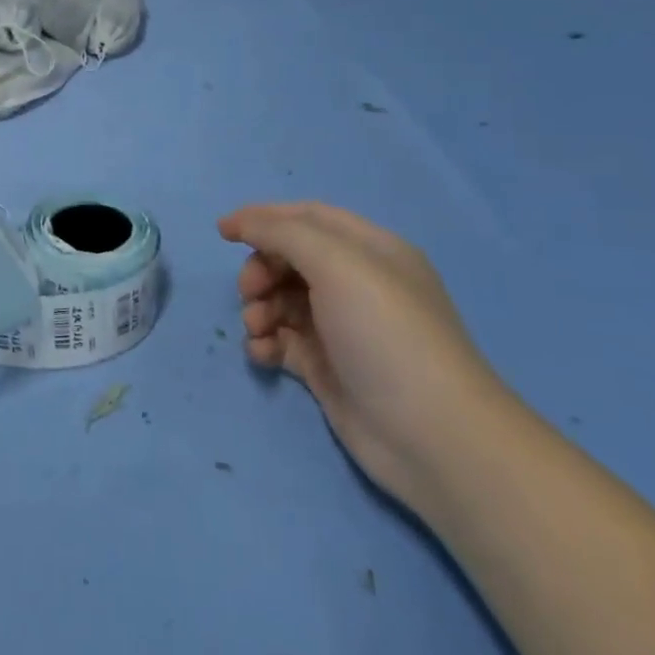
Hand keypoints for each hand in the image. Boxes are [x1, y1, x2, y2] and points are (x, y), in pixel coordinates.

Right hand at [218, 201, 508, 514]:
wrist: (431, 436)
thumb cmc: (385, 333)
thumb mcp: (336, 264)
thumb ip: (282, 233)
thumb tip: (237, 221)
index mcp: (370, 251)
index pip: (308, 218)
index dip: (264, 218)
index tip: (223, 232)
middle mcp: (357, 284)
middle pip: (290, 259)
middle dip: (261, 269)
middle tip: (249, 292)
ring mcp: (342, 328)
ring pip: (282, 300)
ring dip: (259, 307)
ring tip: (257, 328)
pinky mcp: (328, 368)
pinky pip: (283, 340)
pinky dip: (265, 341)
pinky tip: (262, 353)